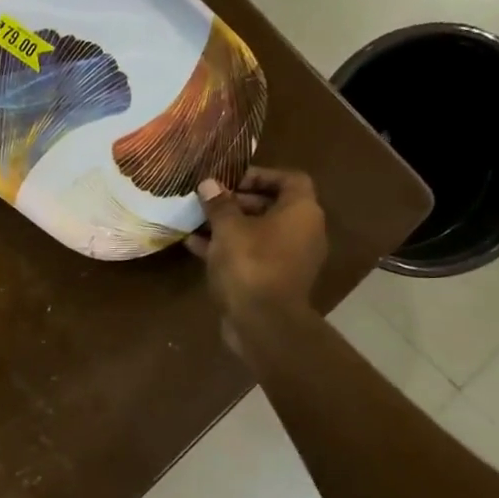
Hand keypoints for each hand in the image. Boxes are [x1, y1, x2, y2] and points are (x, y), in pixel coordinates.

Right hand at [187, 167, 328, 352]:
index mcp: (301, 212)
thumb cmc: (251, 264)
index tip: (231, 179)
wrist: (264, 323)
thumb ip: (219, 204)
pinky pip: (253, 254)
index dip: (261, 174)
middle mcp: (303, 232)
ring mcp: (290, 258)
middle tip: (209, 200)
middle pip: (273, 205)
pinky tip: (195, 246)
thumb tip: (209, 184)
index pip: (290, 179)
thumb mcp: (228, 229)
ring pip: (259, 232)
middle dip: (238, 200)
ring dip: (230, 225)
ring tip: (197, 220)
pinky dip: (229, 247)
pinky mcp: (275, 279)